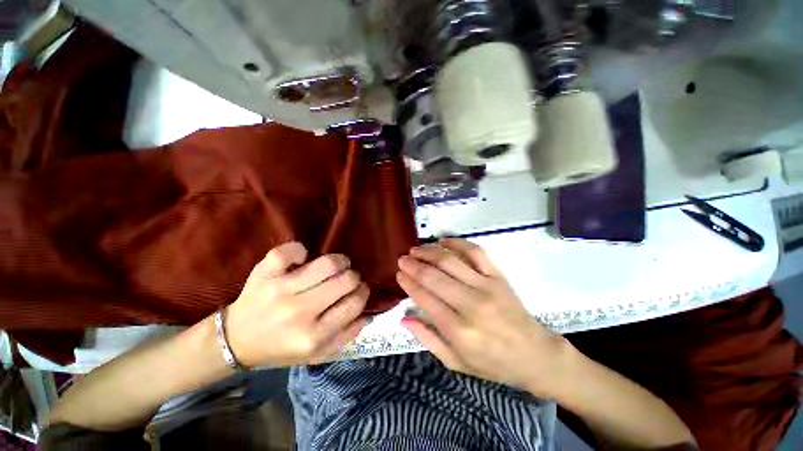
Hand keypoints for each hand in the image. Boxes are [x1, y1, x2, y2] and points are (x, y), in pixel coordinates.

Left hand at [225, 242, 368, 367]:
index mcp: (313, 336)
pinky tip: (302, 260)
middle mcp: (299, 312)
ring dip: (340, 260)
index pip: (354, 304)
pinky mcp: (264, 274)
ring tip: (338, 265)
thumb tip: (368, 314)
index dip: (363, 293)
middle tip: (348, 279)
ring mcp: (280, 290)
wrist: (235, 341)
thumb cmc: (281, 348)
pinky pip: (288, 251)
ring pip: (327, 264)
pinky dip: (300, 251)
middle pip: (345, 280)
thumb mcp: (317, 354)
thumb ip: (346, 336)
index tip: (359, 290)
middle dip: (354, 277)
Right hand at [397, 239, 573, 397]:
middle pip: (435, 277)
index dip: (409, 283)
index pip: (425, 299)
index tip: (399, 274)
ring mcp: (487, 287)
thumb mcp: (456, 363)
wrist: (535, 354)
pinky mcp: (498, 276)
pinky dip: (458, 243)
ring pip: (451, 261)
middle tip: (402, 259)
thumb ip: (428, 340)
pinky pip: (476, 252)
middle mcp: (472, 305)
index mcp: (459, 331)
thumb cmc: (492, 363)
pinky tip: (443, 241)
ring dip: (429, 252)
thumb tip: (404, 319)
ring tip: (416, 250)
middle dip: (414, 265)